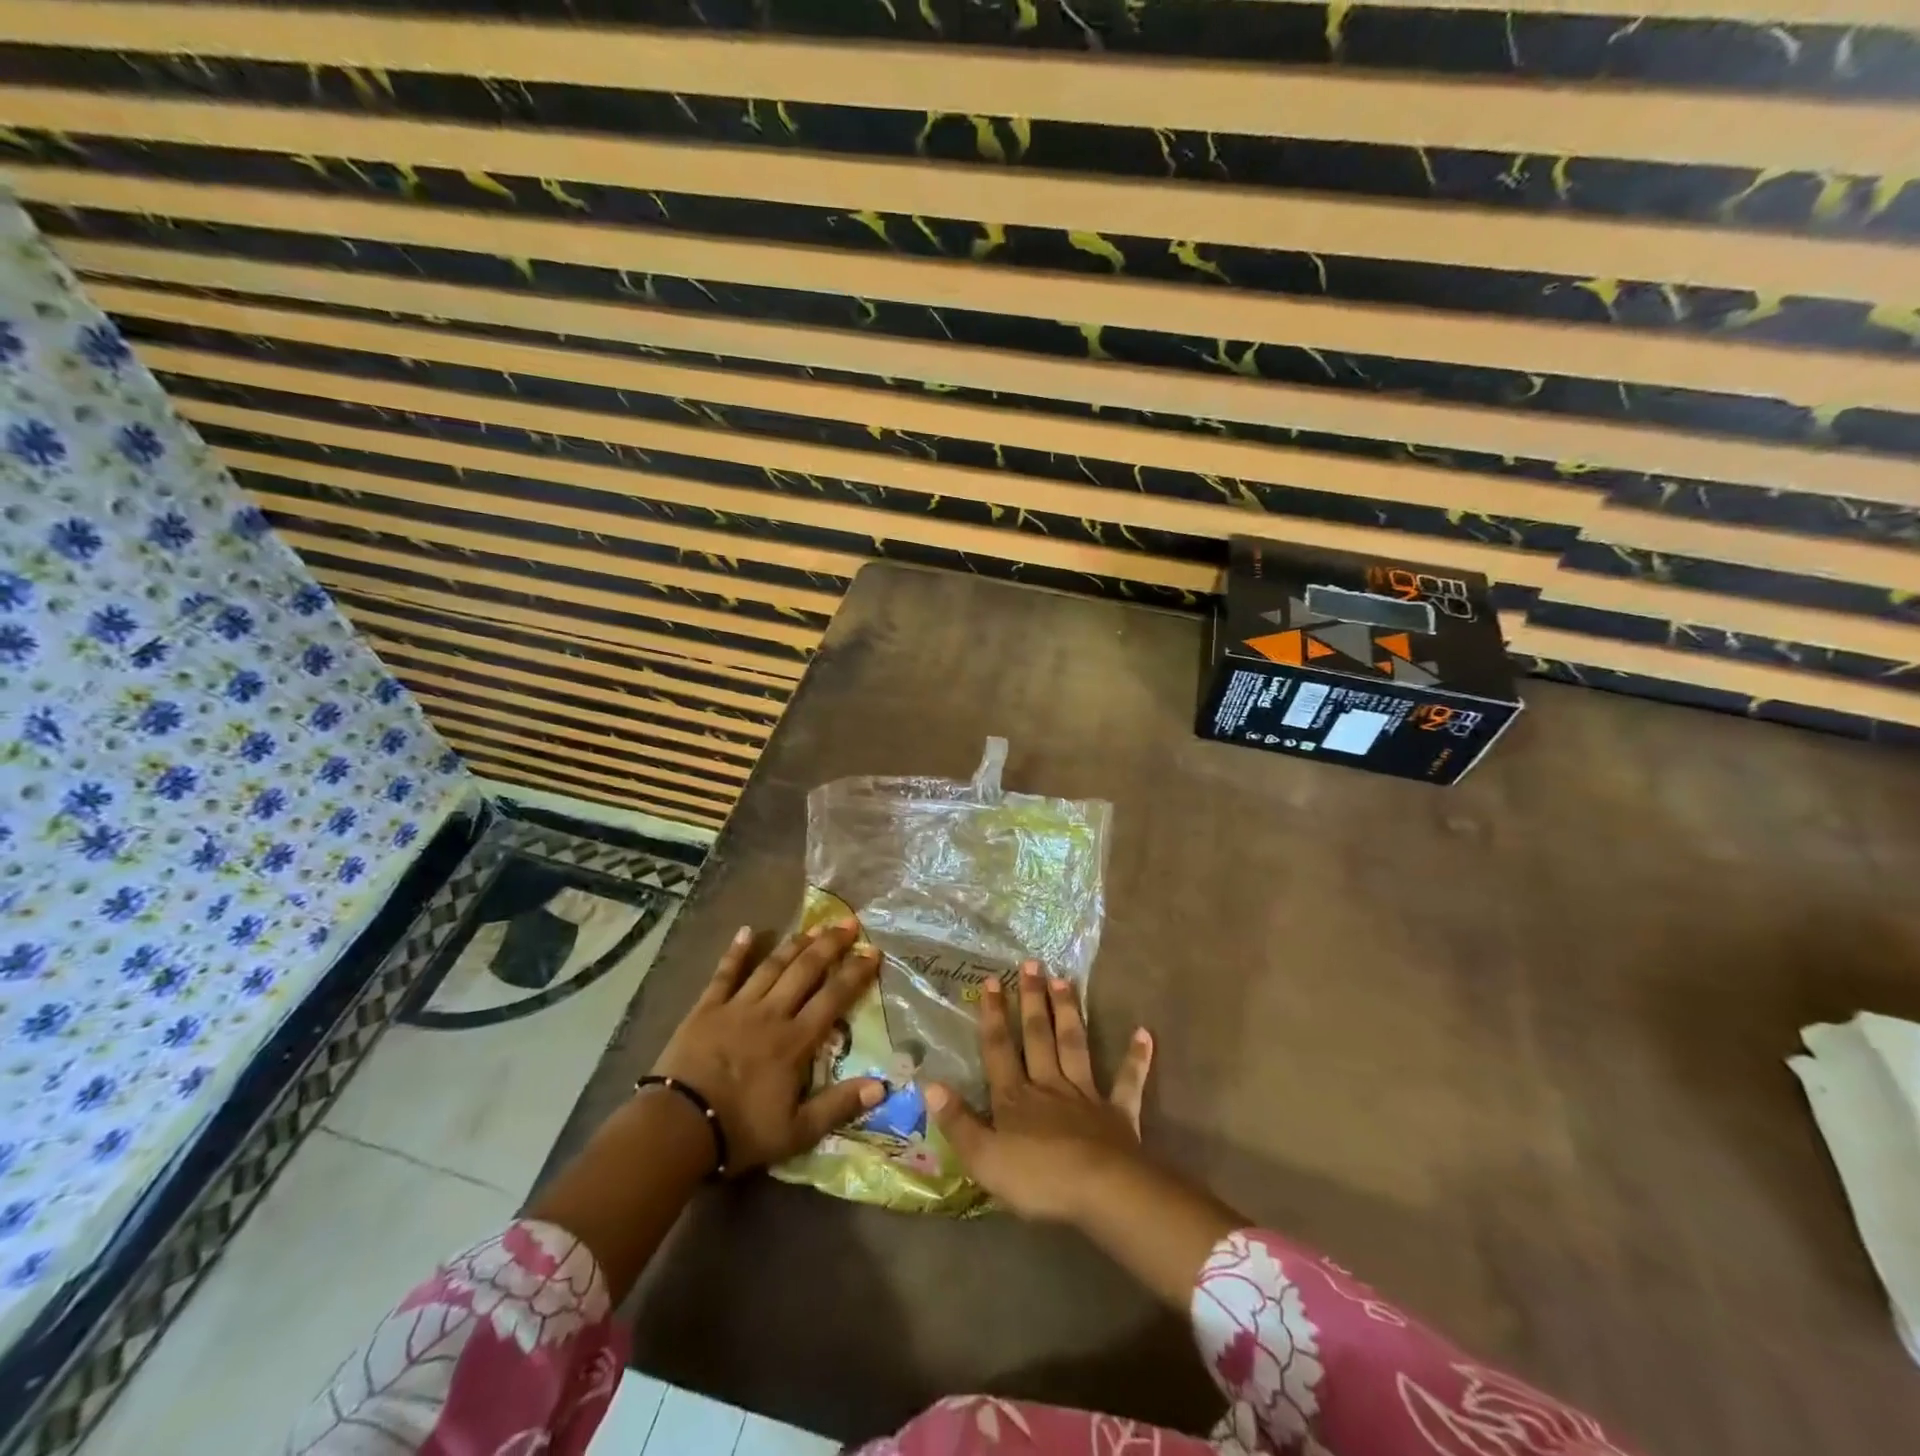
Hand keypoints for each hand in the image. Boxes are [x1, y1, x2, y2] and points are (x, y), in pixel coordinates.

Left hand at [651, 920, 885, 1174]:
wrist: (678, 1127)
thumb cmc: (740, 1131)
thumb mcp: (797, 1132)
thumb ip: (839, 1106)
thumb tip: (882, 1085)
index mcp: (795, 1040)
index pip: (833, 997)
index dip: (855, 972)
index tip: (873, 951)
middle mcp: (772, 1013)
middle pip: (805, 970)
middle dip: (829, 945)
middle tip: (848, 923)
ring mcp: (737, 1006)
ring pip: (772, 966)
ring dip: (794, 944)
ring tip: (814, 926)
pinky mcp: (707, 1008)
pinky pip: (725, 973)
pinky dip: (736, 951)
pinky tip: (747, 931)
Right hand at [926, 960, 1152, 1222]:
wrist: (1100, 1191)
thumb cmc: (1037, 1180)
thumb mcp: (983, 1158)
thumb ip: (957, 1121)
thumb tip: (929, 1084)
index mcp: (1014, 1098)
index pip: (999, 1049)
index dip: (993, 1016)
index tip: (991, 981)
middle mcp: (1048, 1086)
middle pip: (1037, 1037)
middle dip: (1031, 1000)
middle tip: (1032, 964)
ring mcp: (1085, 1096)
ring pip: (1074, 1046)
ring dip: (1068, 1013)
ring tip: (1065, 980)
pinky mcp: (1117, 1113)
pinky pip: (1128, 1082)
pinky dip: (1136, 1058)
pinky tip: (1145, 1034)